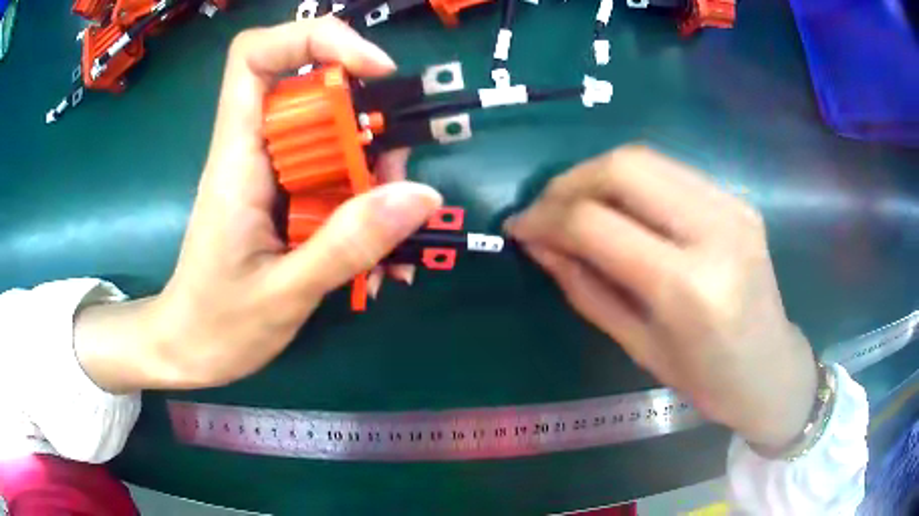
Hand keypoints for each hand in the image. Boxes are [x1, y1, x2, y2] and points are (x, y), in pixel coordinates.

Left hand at [75, 19, 441, 392]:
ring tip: (392, 244)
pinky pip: (336, 183)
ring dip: (375, 180)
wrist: (188, 350)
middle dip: (368, 127)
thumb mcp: (284, 294)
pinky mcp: (285, 201)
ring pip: (335, 141)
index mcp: (237, 158)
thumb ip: (348, 244)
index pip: (257, 57)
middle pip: (315, 95)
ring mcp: (272, 176)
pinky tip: (378, 262)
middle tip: (394, 185)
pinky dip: (365, 212)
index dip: (316, 40)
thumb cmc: (217, 325)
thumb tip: (419, 196)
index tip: (372, 69)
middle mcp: (254, 152)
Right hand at [506, 145, 817, 449]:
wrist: (771, 369)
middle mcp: (715, 230)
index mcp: (688, 287)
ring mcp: (732, 206)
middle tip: (544, 211)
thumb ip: (584, 287)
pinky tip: (619, 209)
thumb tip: (538, 243)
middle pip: (624, 167)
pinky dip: (631, 182)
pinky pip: (670, 171)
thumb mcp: (636, 344)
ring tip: (574, 207)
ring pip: (645, 158)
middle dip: (569, 182)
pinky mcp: (737, 198)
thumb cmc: (705, 379)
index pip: (597, 224)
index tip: (518, 227)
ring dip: (597, 176)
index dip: (545, 218)